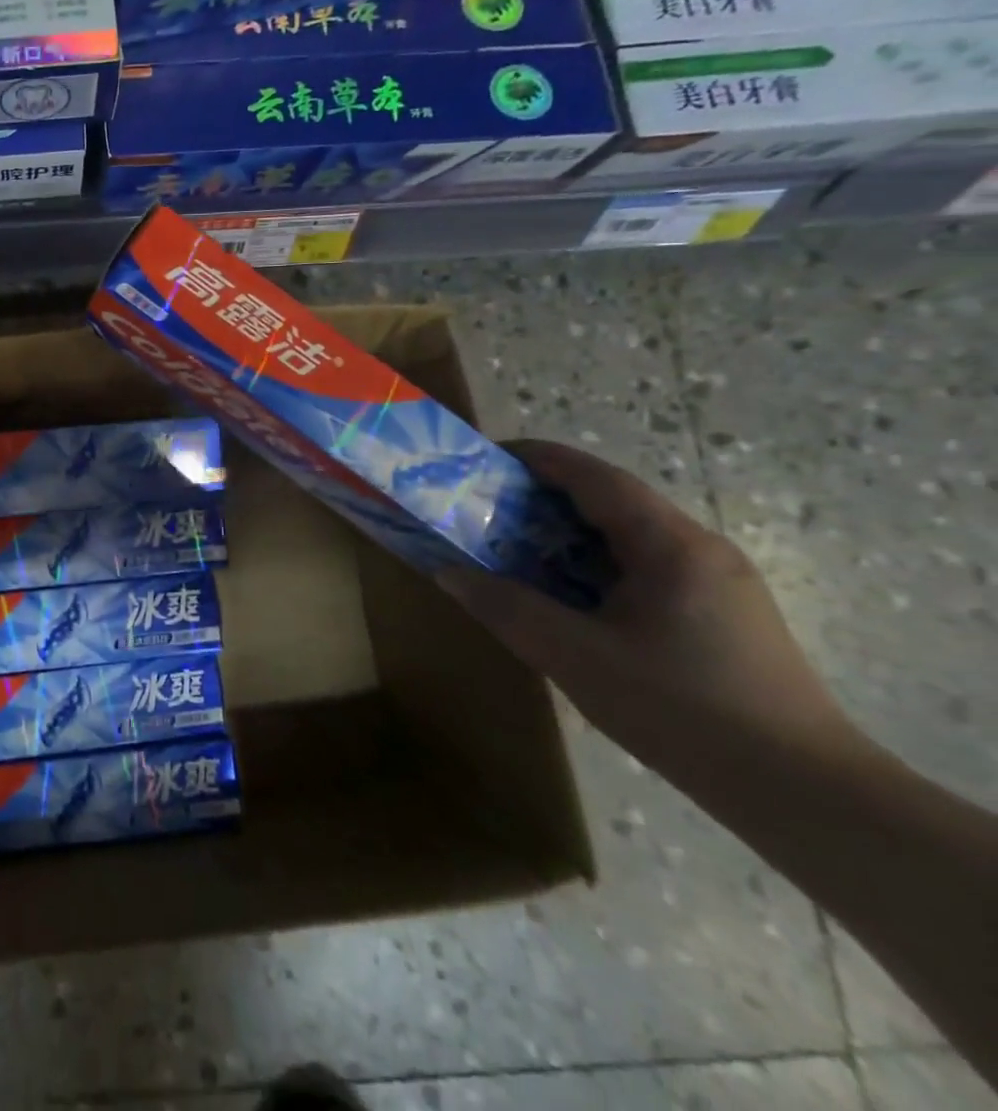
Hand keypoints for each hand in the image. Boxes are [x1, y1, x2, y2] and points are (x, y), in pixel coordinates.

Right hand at [438, 440, 860, 776]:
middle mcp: (699, 548)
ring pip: (627, 536)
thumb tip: (448, 572)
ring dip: (567, 534)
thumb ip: (506, 607)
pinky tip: (569, 597)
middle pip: (610, 500)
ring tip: (514, 551)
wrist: (804, 793)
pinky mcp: (722, 612)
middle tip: (484, 510)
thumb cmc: (681, 710)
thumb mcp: (574, 656)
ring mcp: (717, 580)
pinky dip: (594, 565)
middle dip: (542, 498)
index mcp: (669, 544)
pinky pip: (644, 567)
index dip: (534, 458)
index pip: (593, 476)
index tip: (482, 460)